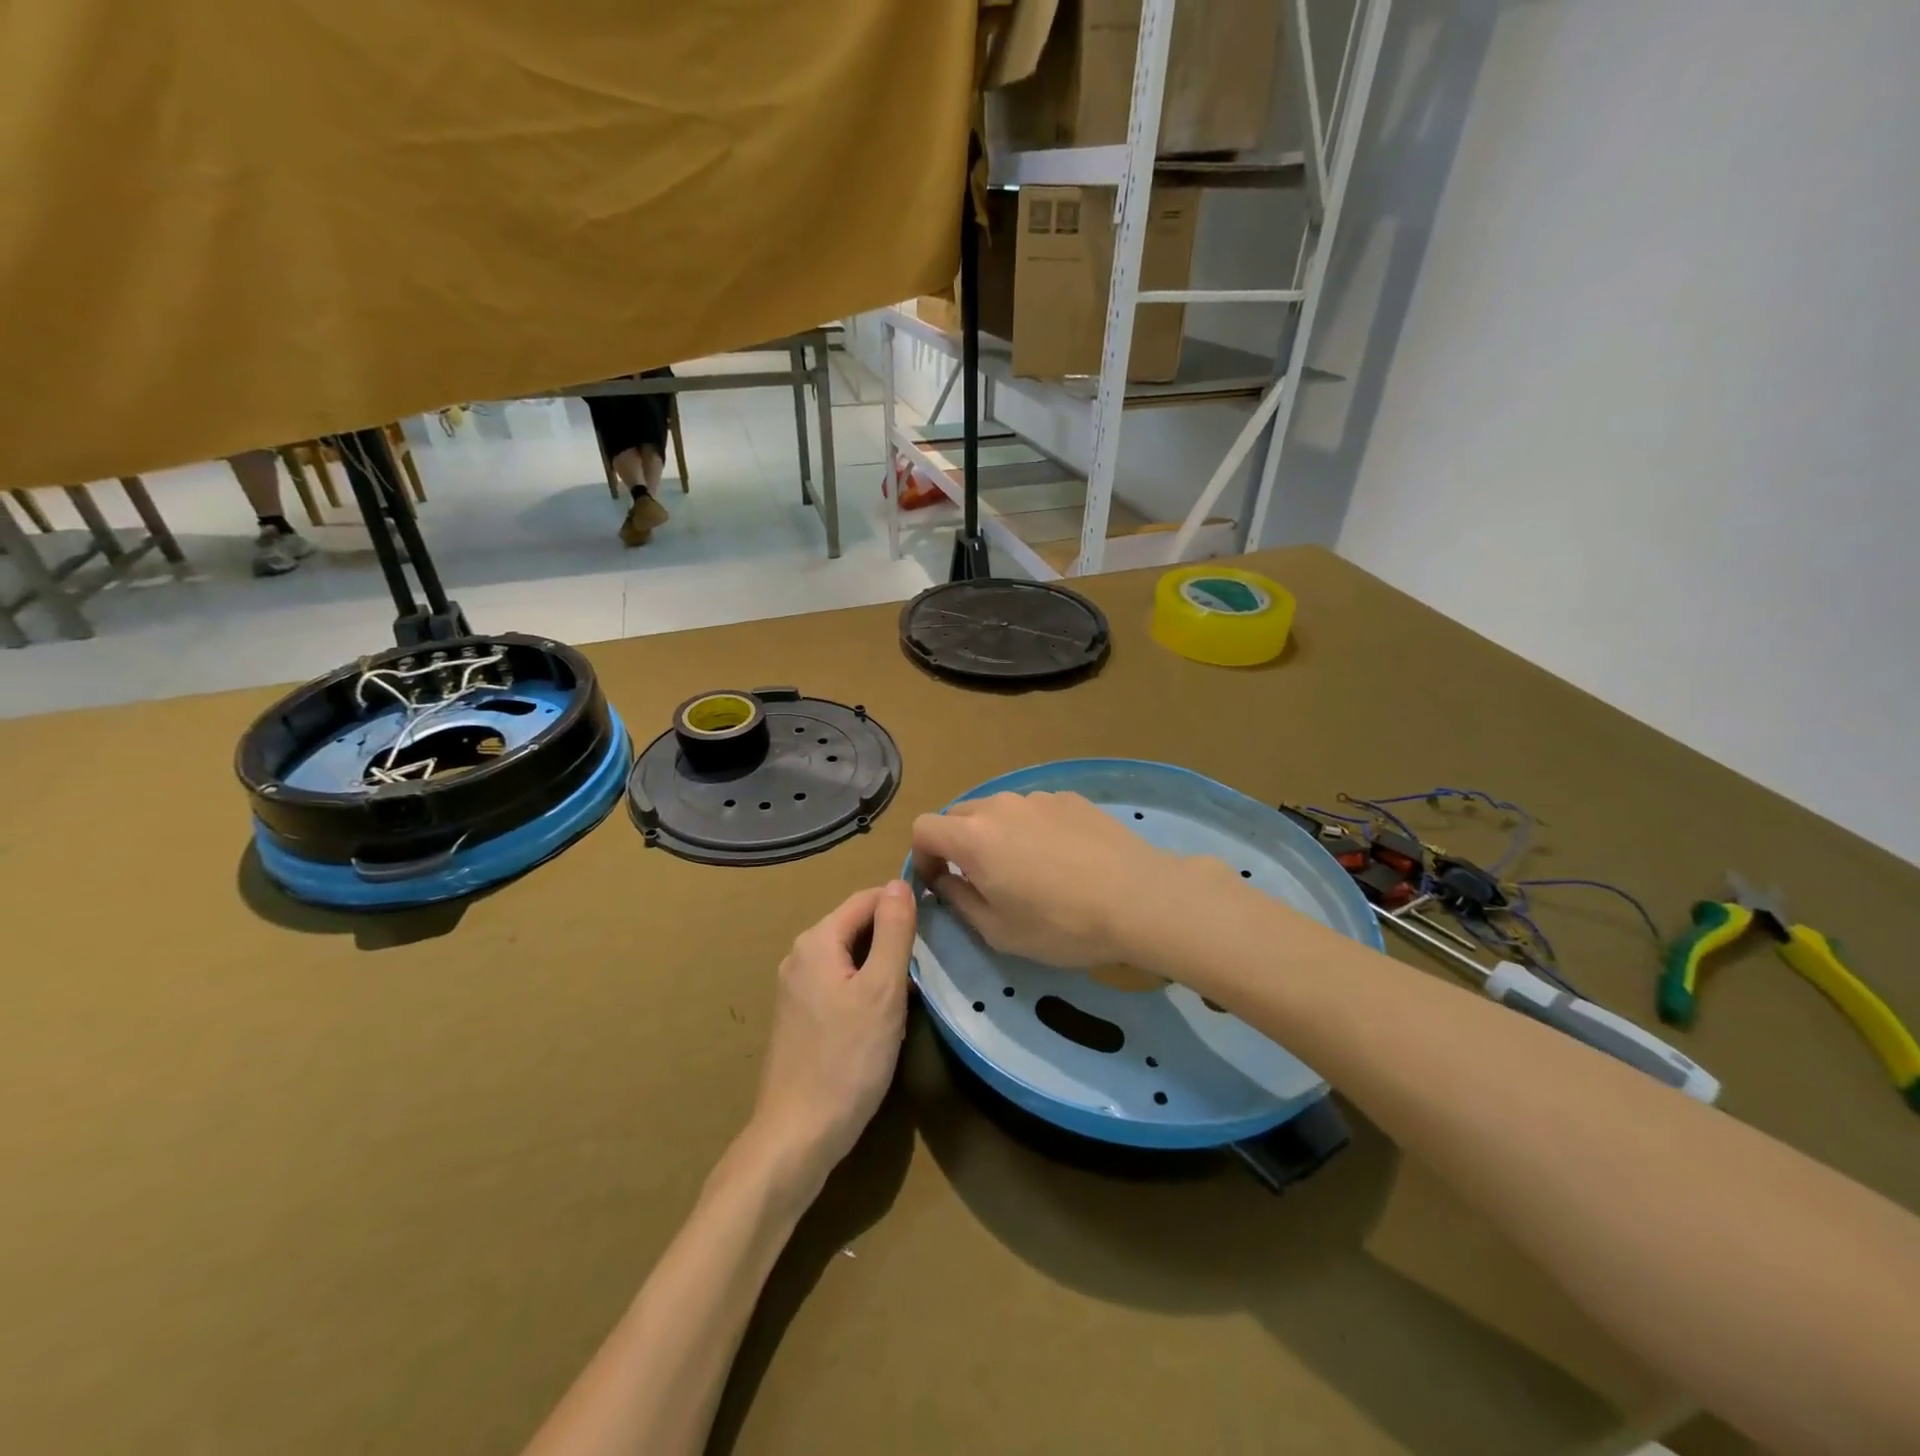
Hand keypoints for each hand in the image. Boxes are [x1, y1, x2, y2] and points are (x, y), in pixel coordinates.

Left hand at [747, 881, 916, 1191]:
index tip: (938, 926)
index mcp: (817, 941)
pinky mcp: (799, 1015)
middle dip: (894, 938)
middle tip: (929, 964)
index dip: (903, 905)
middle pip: (857, 926)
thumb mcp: (883, 990)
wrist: (798, 1134)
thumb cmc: (848, 1059)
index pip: (867, 899)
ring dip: (883, 966)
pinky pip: (839, 982)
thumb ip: (894, 931)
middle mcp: (800, 955)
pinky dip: (866, 988)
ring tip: (914, 991)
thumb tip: (900, 883)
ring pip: (851, 956)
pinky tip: (885, 1017)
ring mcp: (796, 987)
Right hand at [911, 791, 1224, 967]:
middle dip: (956, 845)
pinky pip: (1034, 810)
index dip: (922, 856)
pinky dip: (1031, 829)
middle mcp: (1000, 806)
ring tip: (1027, 870)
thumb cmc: (1061, 924)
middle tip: (980, 880)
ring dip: (996, 836)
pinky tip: (1062, 859)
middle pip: (959, 815)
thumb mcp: (999, 931)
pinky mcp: (1070, 798)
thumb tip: (945, 882)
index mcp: (973, 837)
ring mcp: (1037, 797)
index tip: (940, 883)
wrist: (1139, 898)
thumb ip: (960, 901)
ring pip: (998, 811)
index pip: (923, 828)